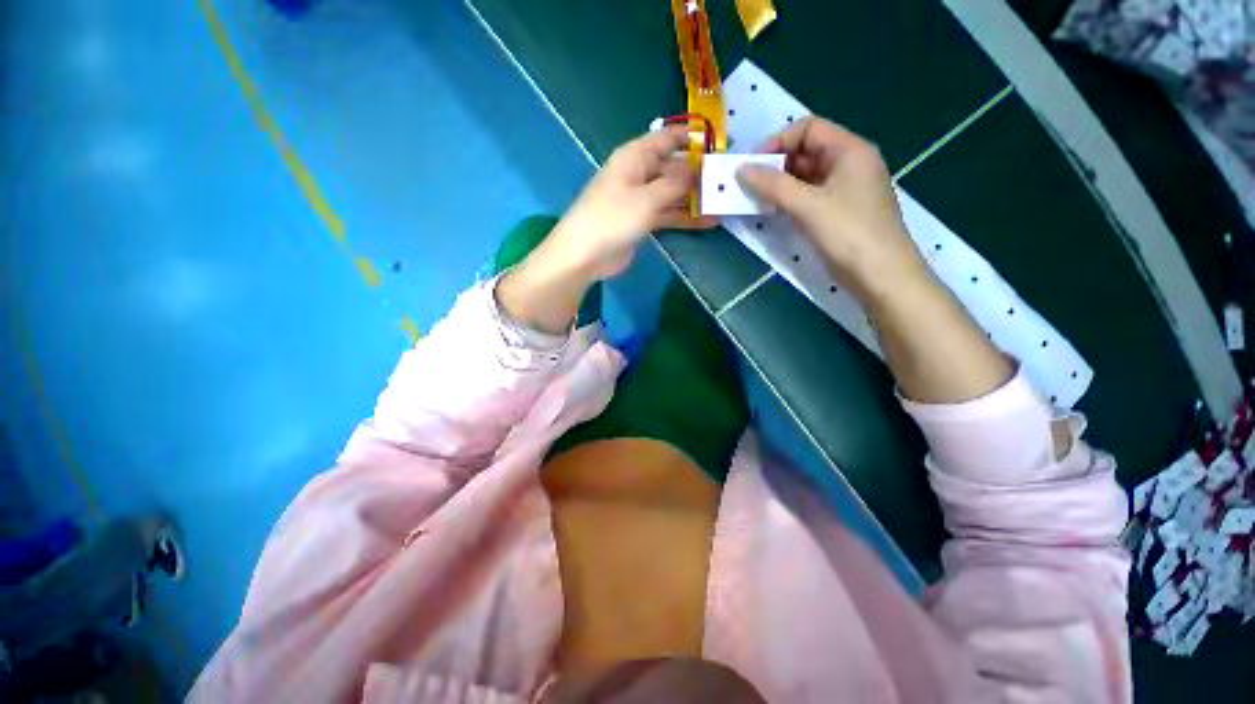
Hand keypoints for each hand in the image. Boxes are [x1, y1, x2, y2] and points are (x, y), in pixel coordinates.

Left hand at [542, 125, 717, 281]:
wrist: (584, 255)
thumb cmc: (613, 219)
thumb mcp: (647, 198)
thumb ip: (676, 183)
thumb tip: (698, 168)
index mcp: (635, 157)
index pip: (668, 138)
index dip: (692, 138)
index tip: (720, 145)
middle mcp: (639, 174)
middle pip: (673, 167)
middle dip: (699, 173)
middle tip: (729, 180)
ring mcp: (640, 200)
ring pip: (673, 193)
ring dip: (695, 198)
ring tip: (725, 202)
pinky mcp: (642, 222)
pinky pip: (668, 215)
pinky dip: (685, 218)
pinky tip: (708, 222)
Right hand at [737, 118, 928, 305]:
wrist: (880, 274)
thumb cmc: (848, 233)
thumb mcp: (808, 205)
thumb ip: (773, 185)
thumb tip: (742, 170)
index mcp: (850, 150)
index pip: (809, 128)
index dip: (779, 141)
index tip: (754, 165)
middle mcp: (850, 164)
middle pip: (808, 151)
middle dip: (778, 165)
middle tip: (751, 184)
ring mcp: (846, 189)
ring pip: (808, 176)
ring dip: (782, 185)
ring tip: (758, 199)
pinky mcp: (840, 211)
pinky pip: (811, 196)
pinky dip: (791, 200)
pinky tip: (775, 212)